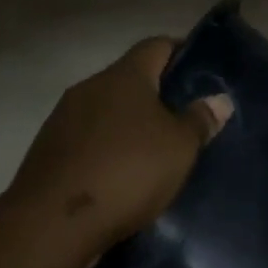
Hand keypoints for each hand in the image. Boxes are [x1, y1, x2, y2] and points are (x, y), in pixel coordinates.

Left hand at [9, 36, 232, 252]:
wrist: (54, 221)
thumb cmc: (127, 172)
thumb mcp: (178, 148)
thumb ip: (199, 121)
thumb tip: (218, 99)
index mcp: (123, 76)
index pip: (156, 46)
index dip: (181, 53)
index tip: (202, 72)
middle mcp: (89, 88)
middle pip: (129, 81)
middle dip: (156, 97)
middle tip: (185, 121)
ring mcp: (63, 120)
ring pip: (106, 113)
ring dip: (129, 127)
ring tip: (155, 153)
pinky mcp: (49, 152)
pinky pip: (88, 142)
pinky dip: (107, 152)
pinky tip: (122, 177)